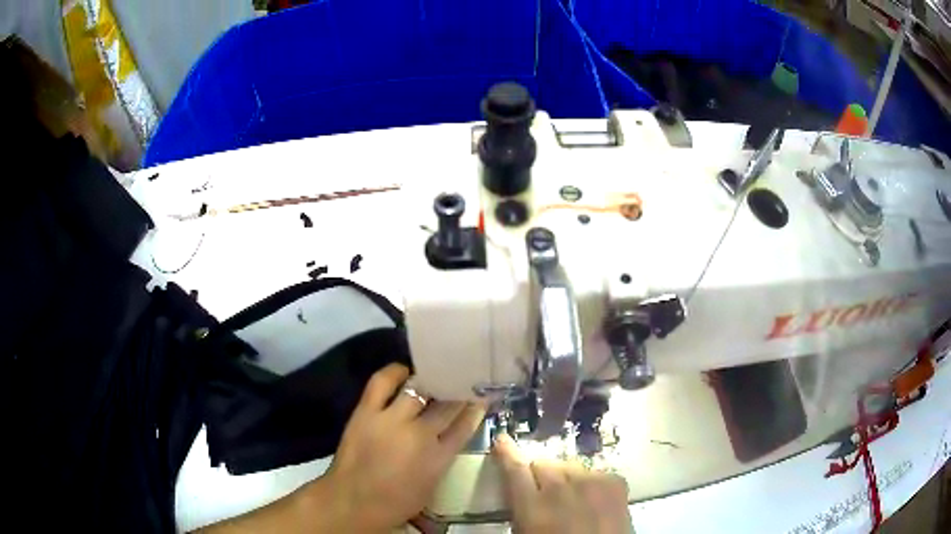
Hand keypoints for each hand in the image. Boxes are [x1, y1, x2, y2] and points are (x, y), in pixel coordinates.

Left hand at [317, 363, 484, 531]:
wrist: (353, 503)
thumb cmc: (395, 502)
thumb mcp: (431, 484)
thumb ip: (443, 456)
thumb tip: (449, 433)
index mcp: (439, 457)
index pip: (465, 425)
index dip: (475, 408)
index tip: (481, 397)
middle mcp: (419, 434)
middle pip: (446, 405)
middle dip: (457, 393)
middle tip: (462, 382)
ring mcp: (391, 420)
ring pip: (419, 390)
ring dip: (431, 382)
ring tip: (436, 376)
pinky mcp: (366, 411)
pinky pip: (382, 382)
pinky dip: (395, 372)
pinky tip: (404, 371)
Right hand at [494, 434, 631, 533]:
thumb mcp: (526, 533)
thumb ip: (521, 509)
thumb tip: (519, 491)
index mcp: (532, 506)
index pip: (514, 469)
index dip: (506, 453)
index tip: (502, 440)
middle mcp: (561, 487)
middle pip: (543, 463)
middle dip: (539, 475)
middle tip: (543, 494)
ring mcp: (592, 481)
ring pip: (569, 466)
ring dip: (565, 478)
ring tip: (571, 500)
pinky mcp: (615, 481)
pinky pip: (595, 473)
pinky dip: (591, 484)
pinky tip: (593, 502)